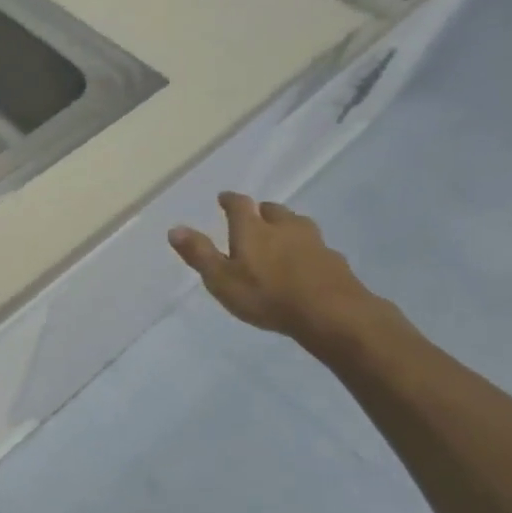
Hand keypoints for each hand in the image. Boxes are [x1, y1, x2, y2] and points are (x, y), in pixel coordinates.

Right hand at [169, 193, 376, 344]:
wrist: (332, 314)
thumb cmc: (267, 296)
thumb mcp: (222, 279)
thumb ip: (199, 254)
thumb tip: (175, 228)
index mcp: (252, 228)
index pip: (239, 204)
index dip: (230, 200)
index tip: (224, 198)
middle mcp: (284, 227)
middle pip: (273, 210)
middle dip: (262, 212)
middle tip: (255, 219)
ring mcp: (314, 242)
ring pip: (299, 225)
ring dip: (288, 227)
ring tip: (283, 238)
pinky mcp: (336, 262)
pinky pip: (318, 248)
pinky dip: (309, 251)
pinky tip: (308, 264)